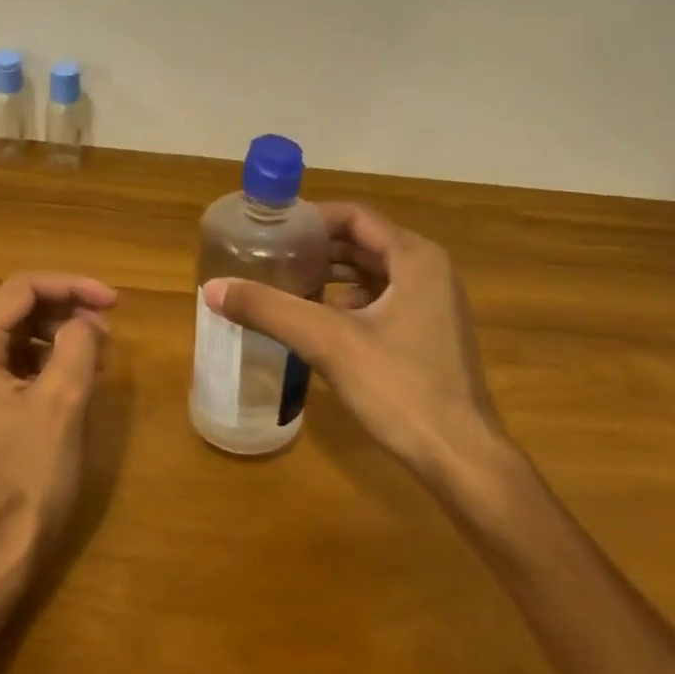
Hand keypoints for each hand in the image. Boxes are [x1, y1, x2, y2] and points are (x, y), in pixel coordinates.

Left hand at [0, 273, 115, 550]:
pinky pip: (25, 357)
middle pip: (22, 305)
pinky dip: (57, 355)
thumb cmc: (32, 470)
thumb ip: (78, 345)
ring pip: (26, 330)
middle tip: (110, 327)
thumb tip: (88, 322)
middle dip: (69, 308)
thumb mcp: (63, 401)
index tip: (114, 301)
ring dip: (66, 331)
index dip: (72, 286)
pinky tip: (85, 372)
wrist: (7, 538)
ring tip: (102, 351)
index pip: (23, 289)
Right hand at [203, 203, 503, 480]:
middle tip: (270, 256)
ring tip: (285, 285)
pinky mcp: (429, 336)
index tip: (272, 229)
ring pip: (373, 275)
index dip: (312, 218)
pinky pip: (382, 303)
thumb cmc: (401, 389)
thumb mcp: (329, 343)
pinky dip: (348, 304)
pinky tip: (316, 323)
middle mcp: (429, 272)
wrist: (460, 456)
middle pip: (363, 243)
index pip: (356, 217)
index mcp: (415, 258)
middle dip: (317, 248)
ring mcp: (433, 305)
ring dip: (331, 277)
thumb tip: (213, 287)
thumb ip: (270, 309)